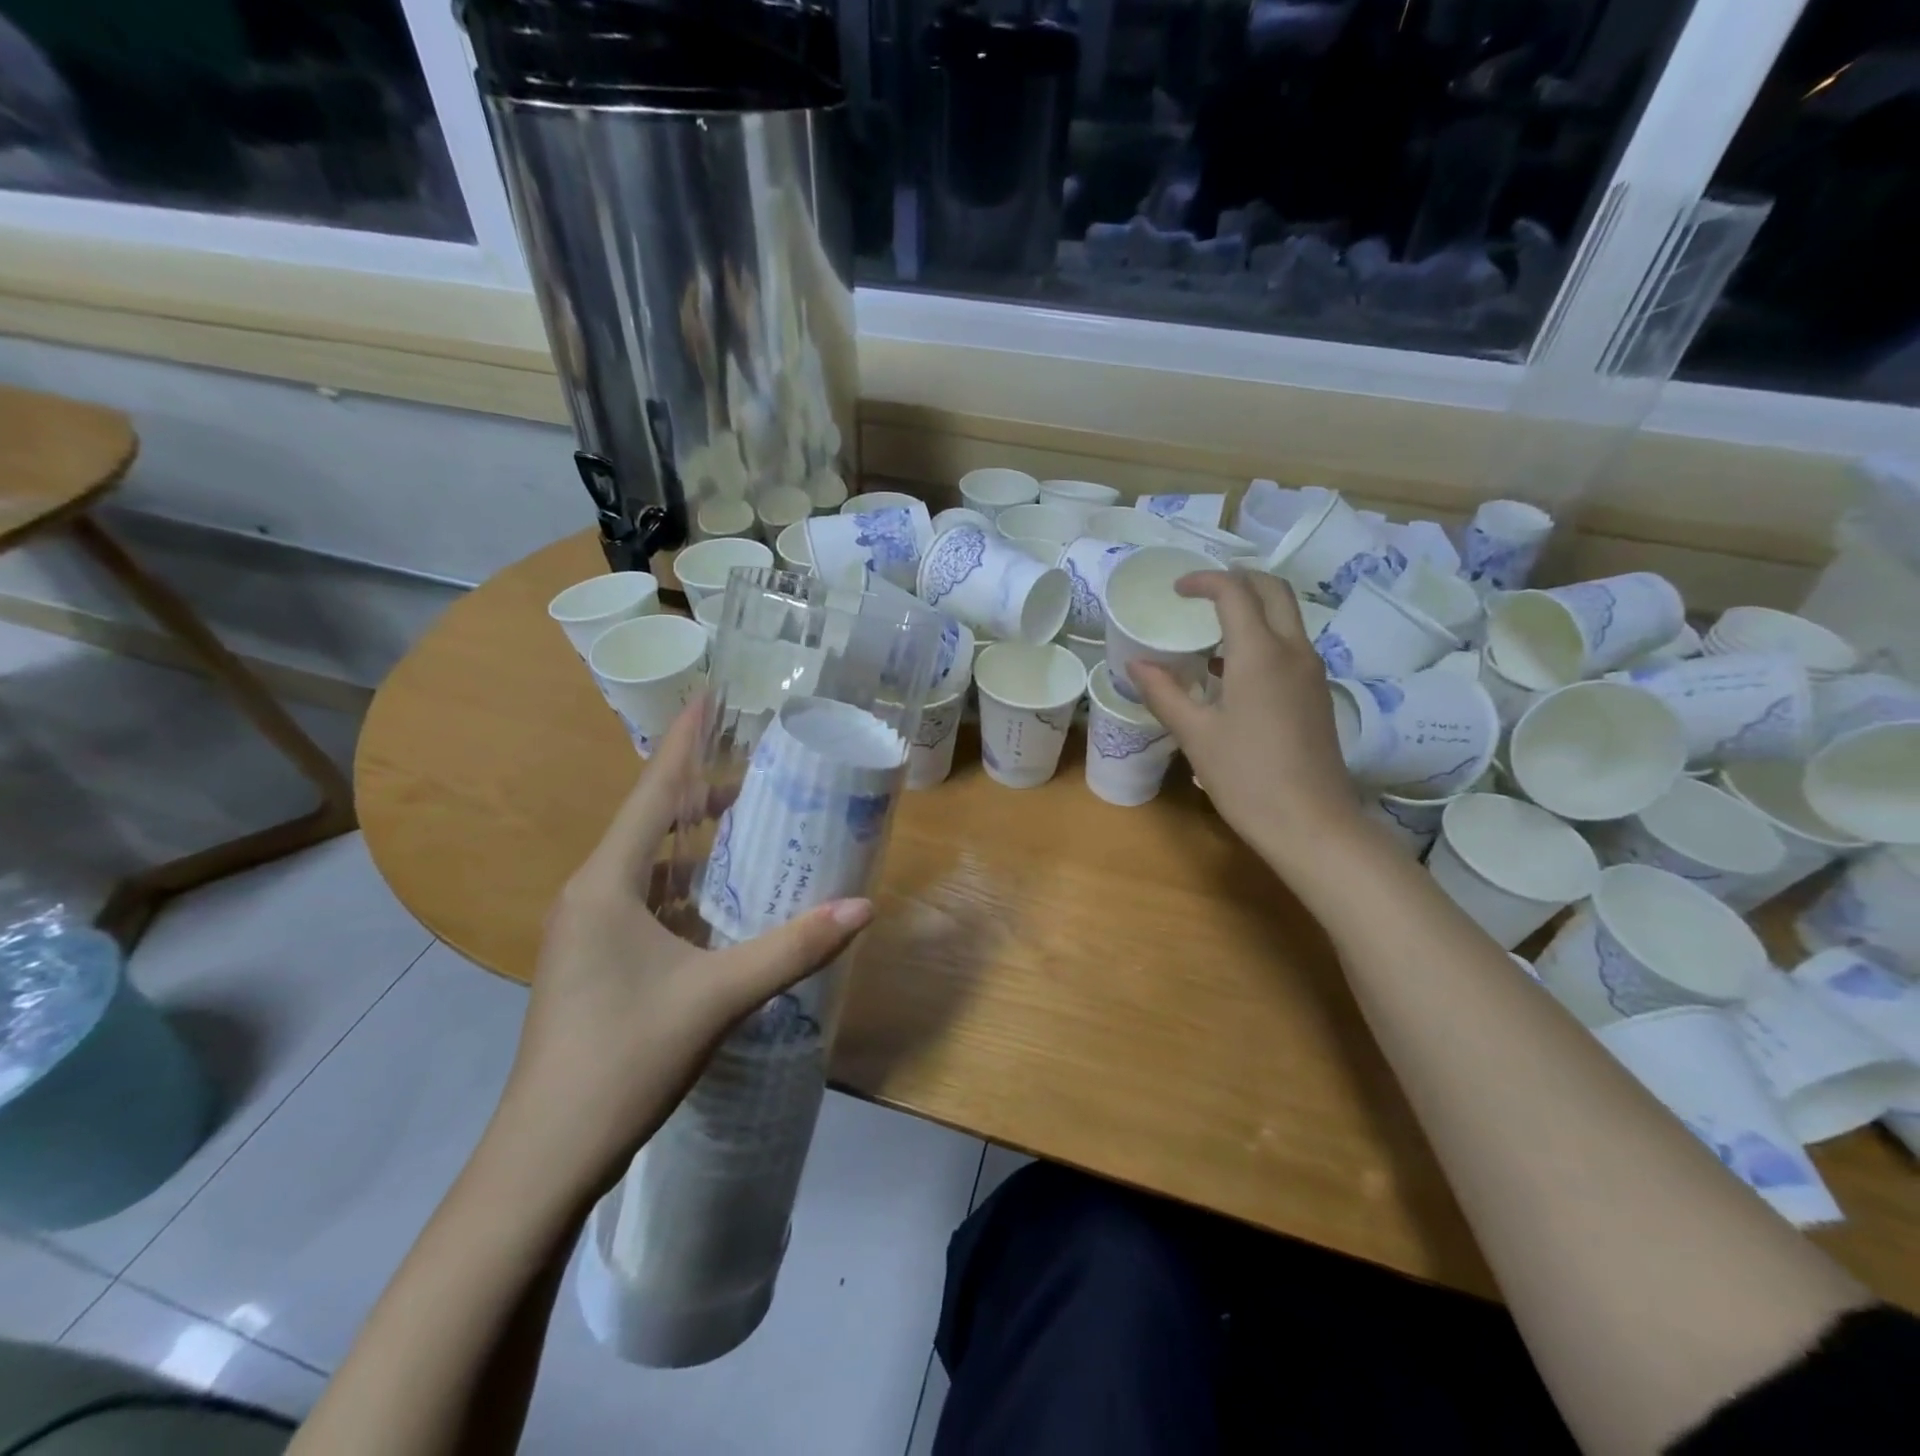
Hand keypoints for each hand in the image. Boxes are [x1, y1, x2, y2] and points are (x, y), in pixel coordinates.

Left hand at [494, 704, 871, 1196]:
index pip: (652, 792)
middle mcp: (591, 895)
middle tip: (761, 764)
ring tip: (752, 818)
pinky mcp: (599, 964)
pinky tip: (727, 898)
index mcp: (606, 884)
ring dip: (697, 842)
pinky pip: (650, 904)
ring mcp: (590, 932)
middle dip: (702, 791)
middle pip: (653, 823)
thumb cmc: (622, 1059)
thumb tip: (863, 908)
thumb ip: (792, 948)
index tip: (711, 695)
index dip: (684, 741)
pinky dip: (690, 888)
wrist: (545, 1158)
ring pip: (652, 867)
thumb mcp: (717, 997)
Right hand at [1132, 570, 1360, 863]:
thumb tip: (1136, 664)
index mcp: (1260, 653)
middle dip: (1238, 580)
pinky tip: (1230, 671)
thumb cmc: (1246, 777)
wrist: (1312, 824)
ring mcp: (1311, 672)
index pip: (1235, 592)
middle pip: (1273, 590)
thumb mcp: (1195, 735)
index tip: (1176, 590)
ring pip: (1286, 617)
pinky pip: (1290, 646)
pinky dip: (1262, 637)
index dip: (1204, 581)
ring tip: (1210, 630)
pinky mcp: (1317, 694)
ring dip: (1252, 609)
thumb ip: (1164, 692)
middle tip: (1201, 594)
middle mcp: (1293, 651)